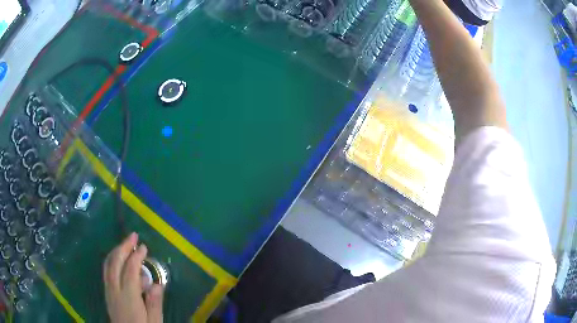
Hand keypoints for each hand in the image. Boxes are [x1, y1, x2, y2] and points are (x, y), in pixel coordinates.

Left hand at [104, 232, 163, 322]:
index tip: (144, 247)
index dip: (136, 256)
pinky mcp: (107, 293)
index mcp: (128, 296)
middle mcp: (115, 290)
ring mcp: (108, 291)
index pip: (130, 270)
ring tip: (125, 244)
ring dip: (116, 251)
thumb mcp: (154, 322)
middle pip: (115, 262)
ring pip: (108, 265)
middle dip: (123, 247)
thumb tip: (157, 284)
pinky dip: (111, 260)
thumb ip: (155, 303)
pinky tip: (117, 259)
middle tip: (133, 236)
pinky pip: (106, 271)